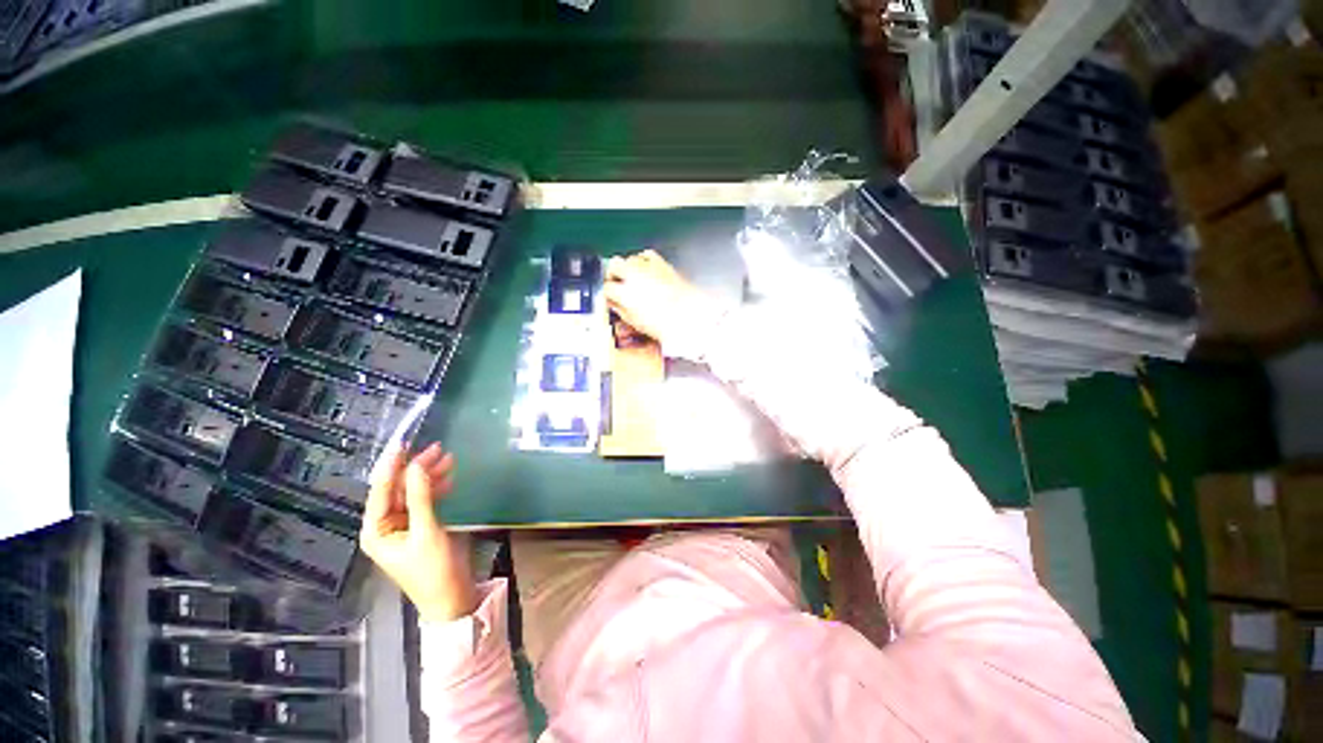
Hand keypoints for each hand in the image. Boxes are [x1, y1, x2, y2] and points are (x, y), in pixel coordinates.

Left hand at [360, 443, 476, 621]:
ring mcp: (403, 526)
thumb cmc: (433, 569)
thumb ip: (421, 497)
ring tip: (449, 459)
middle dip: (417, 469)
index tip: (404, 444)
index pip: (381, 490)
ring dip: (430, 476)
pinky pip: (425, 501)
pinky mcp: (421, 527)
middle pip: (399, 489)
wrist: (451, 597)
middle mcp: (385, 525)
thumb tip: (418, 466)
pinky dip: (436, 489)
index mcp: (376, 529)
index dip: (392, 466)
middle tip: (438, 449)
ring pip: (414, 492)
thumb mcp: (427, 531)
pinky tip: (449, 479)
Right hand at [603, 250, 722, 351]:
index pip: (607, 287)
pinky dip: (643, 260)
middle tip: (616, 283)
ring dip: (627, 267)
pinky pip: (647, 255)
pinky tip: (645, 270)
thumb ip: (620, 310)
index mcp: (626, 292)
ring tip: (631, 278)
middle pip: (614, 265)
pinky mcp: (663, 264)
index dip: (607, 293)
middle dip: (612, 274)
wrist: (691, 318)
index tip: (610, 298)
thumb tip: (614, 303)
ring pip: (629, 258)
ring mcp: (650, 267)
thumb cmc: (667, 324)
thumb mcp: (635, 322)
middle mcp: (636, 275)